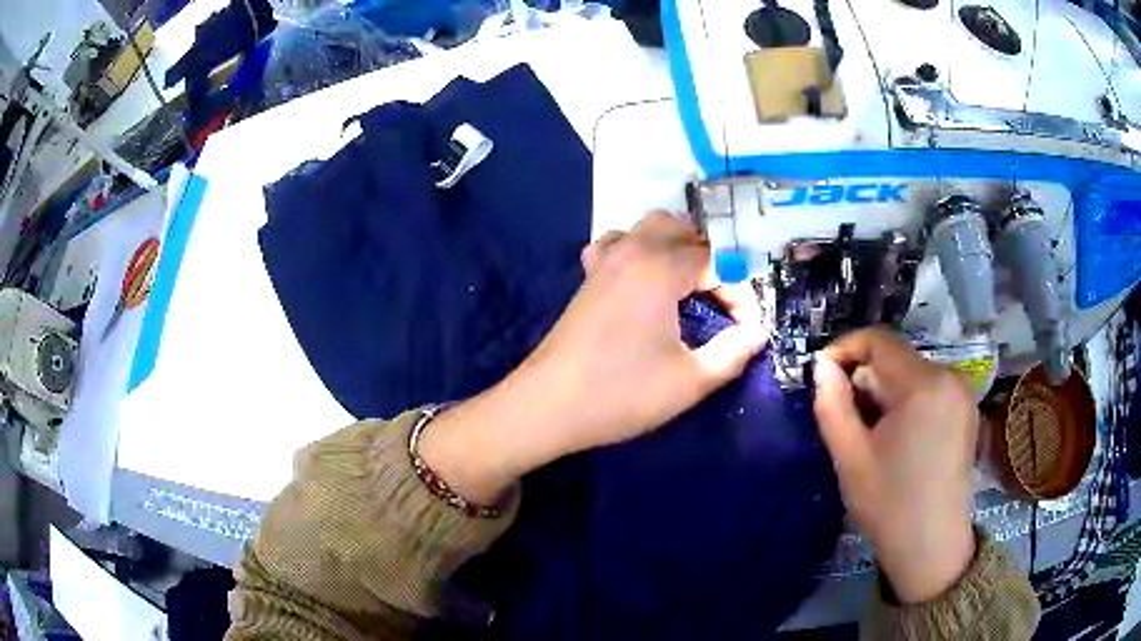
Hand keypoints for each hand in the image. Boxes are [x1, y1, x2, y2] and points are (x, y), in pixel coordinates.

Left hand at [419, 212, 766, 503]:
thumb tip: (757, 334)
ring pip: (650, 227)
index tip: (746, 330)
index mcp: (660, 267)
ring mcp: (605, 261)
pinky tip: (644, 279)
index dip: (740, 293)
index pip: (718, 261)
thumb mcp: (689, 381)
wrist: (547, 406)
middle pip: (685, 229)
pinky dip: (638, 249)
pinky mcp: (588, 277)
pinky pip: (617, 243)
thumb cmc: (621, 394)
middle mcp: (633, 250)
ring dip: (678, 246)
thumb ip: (732, 353)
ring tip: (691, 286)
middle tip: (722, 301)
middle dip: (713, 259)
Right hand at [812, 328, 977, 602]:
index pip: (879, 340)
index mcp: (924, 384)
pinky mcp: (965, 410)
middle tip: (845, 418)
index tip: (821, 375)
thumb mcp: (850, 457)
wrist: (932, 547)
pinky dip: (905, 403)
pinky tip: (896, 438)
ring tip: (869, 434)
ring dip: (883, 394)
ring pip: (910, 374)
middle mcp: (950, 376)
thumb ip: (832, 404)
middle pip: (895, 358)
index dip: (845, 349)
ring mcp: (962, 393)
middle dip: (865, 380)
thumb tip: (822, 366)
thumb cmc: (890, 505)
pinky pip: (927, 389)